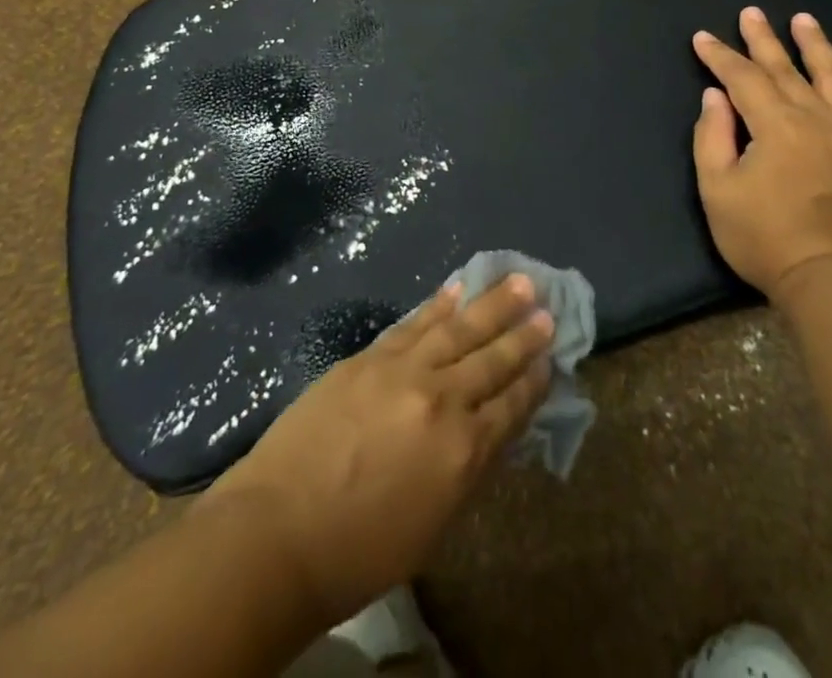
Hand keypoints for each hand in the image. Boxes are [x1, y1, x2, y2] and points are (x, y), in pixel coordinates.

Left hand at [200, 277, 553, 627]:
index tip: (551, 358)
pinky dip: (438, 304)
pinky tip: (456, 288)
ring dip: (491, 303)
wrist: (279, 529)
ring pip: (458, 328)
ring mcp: (403, 370)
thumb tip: (487, 430)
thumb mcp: (433, 524)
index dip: (533, 381)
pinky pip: (414, 323)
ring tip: (519, 281)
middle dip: (522, 335)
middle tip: (547, 309)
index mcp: (463, 451)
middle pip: (491, 360)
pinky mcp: (369, 357)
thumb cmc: (360, 549)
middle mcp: (441, 400)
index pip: (511, 407)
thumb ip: (465, 469)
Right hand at [692, 7, 831, 299]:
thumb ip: (713, 138)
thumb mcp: (718, 191)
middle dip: (763, 39)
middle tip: (751, 13)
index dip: (720, 56)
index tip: (703, 38)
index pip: (743, 78)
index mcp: (775, 125)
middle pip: (785, 69)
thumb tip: (717, 97)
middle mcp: (817, 118)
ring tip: (804, 20)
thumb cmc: (765, 239)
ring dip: (816, 46)